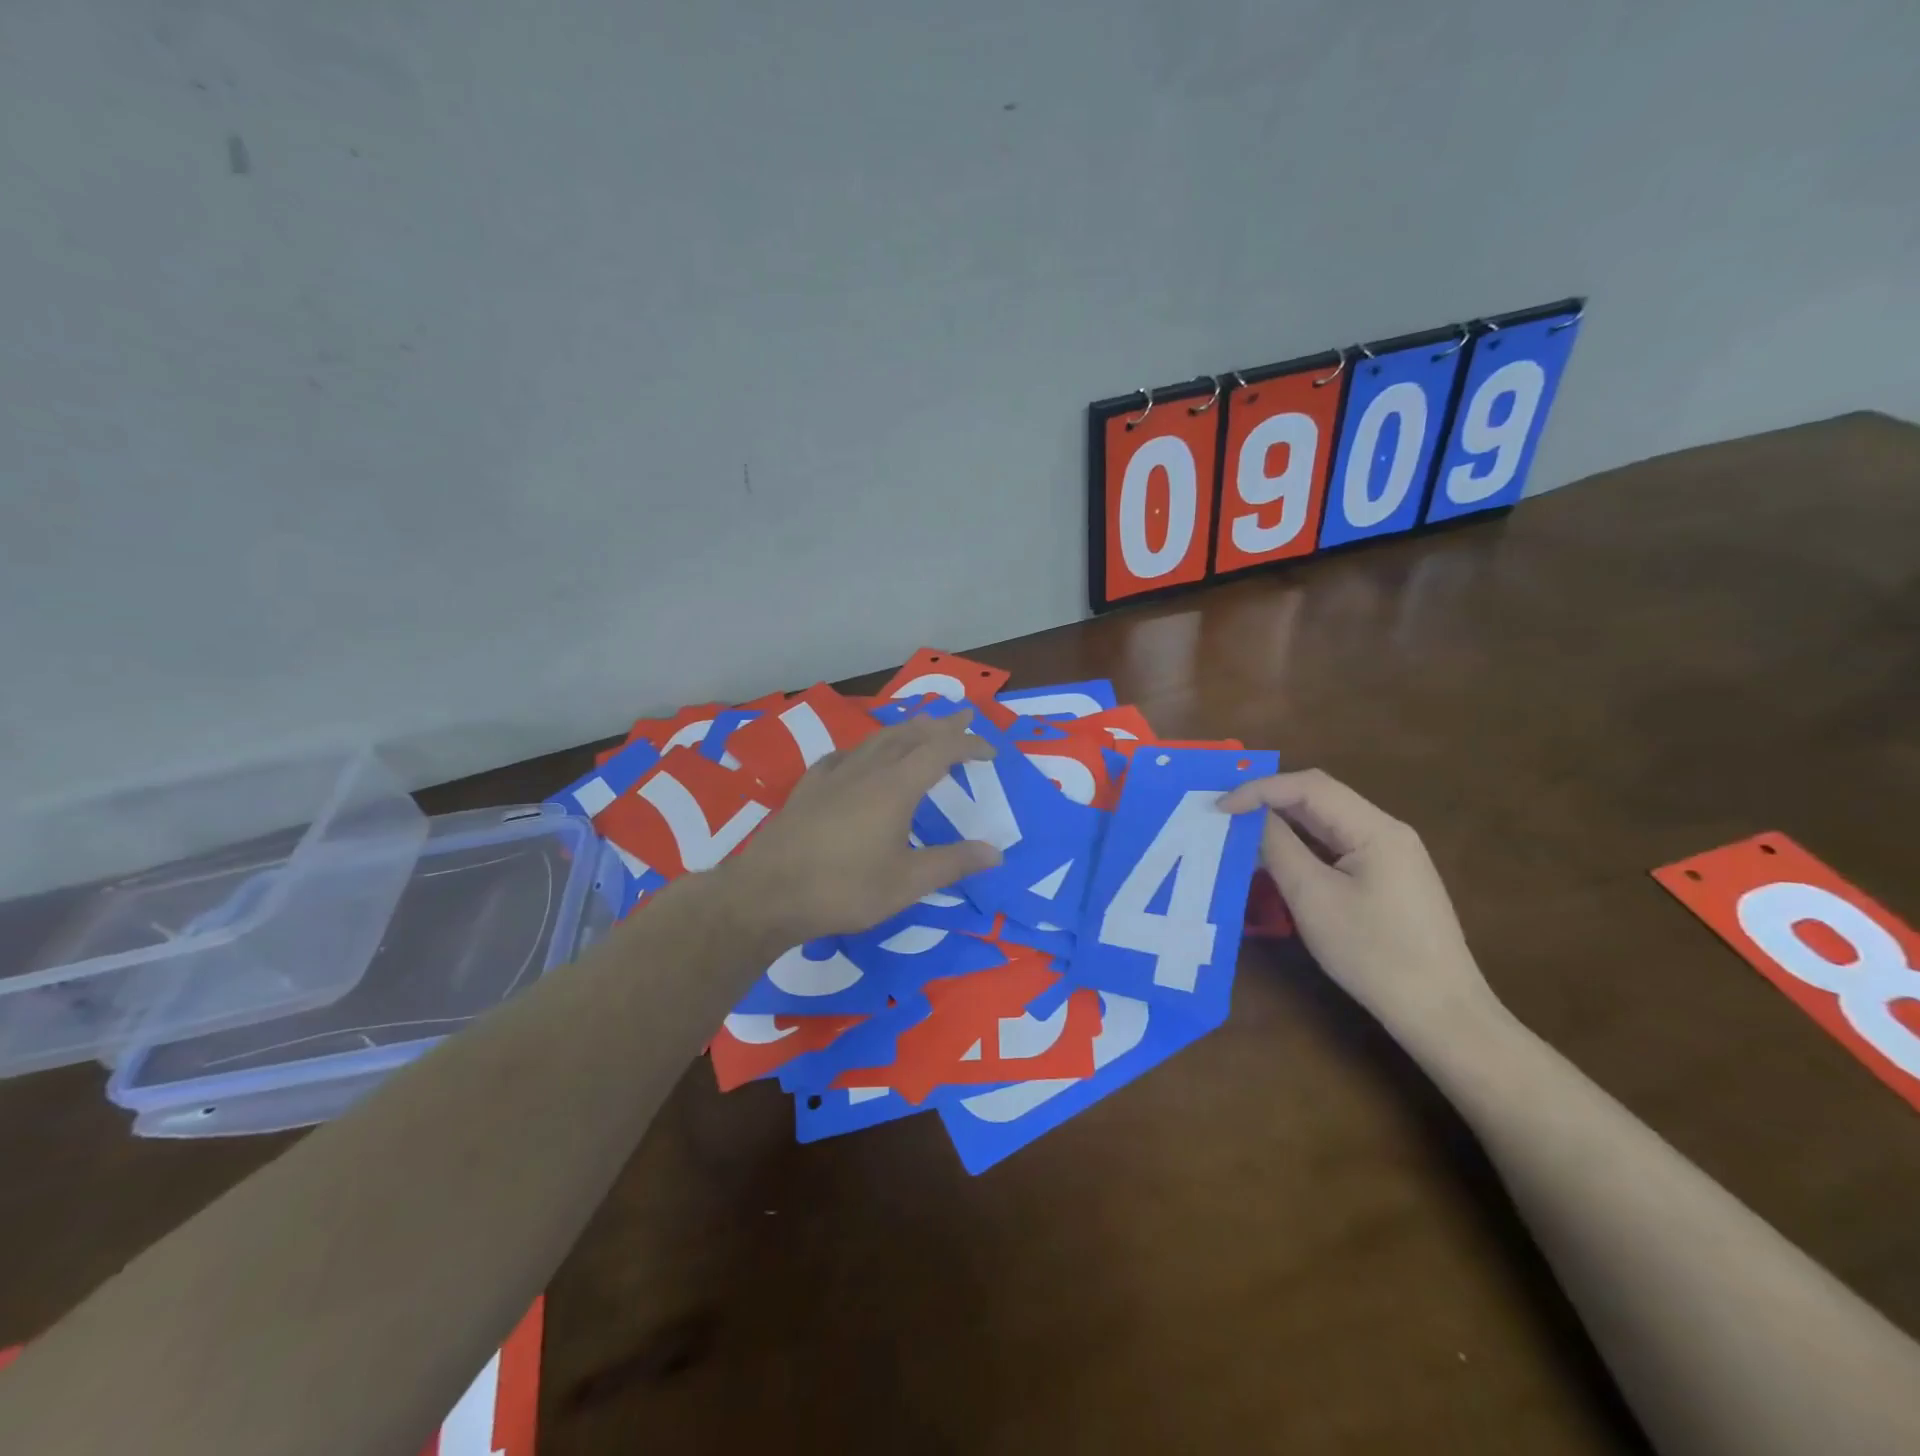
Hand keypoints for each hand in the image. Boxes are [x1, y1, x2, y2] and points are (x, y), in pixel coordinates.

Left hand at [723, 710, 1003, 943]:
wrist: (767, 893)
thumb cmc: (843, 889)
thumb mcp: (906, 883)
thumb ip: (952, 864)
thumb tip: (996, 851)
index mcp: (895, 787)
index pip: (941, 751)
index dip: (969, 745)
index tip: (991, 750)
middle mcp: (866, 770)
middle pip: (909, 734)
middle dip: (940, 724)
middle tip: (963, 717)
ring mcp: (833, 775)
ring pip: (876, 739)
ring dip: (905, 730)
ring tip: (921, 728)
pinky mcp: (808, 787)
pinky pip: (845, 754)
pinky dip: (867, 748)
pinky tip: (861, 757)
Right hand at [1219, 769, 1496, 1034]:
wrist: (1441, 1014)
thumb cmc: (1374, 954)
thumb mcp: (1314, 898)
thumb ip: (1279, 848)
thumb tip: (1251, 817)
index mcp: (1376, 828)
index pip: (1309, 786)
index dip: (1259, 789)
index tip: (1219, 808)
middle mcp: (1386, 831)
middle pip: (1319, 798)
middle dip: (1268, 801)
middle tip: (1224, 816)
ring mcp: (1390, 856)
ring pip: (1326, 823)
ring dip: (1282, 823)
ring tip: (1241, 835)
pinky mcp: (1386, 879)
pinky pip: (1335, 847)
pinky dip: (1301, 846)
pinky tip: (1276, 861)